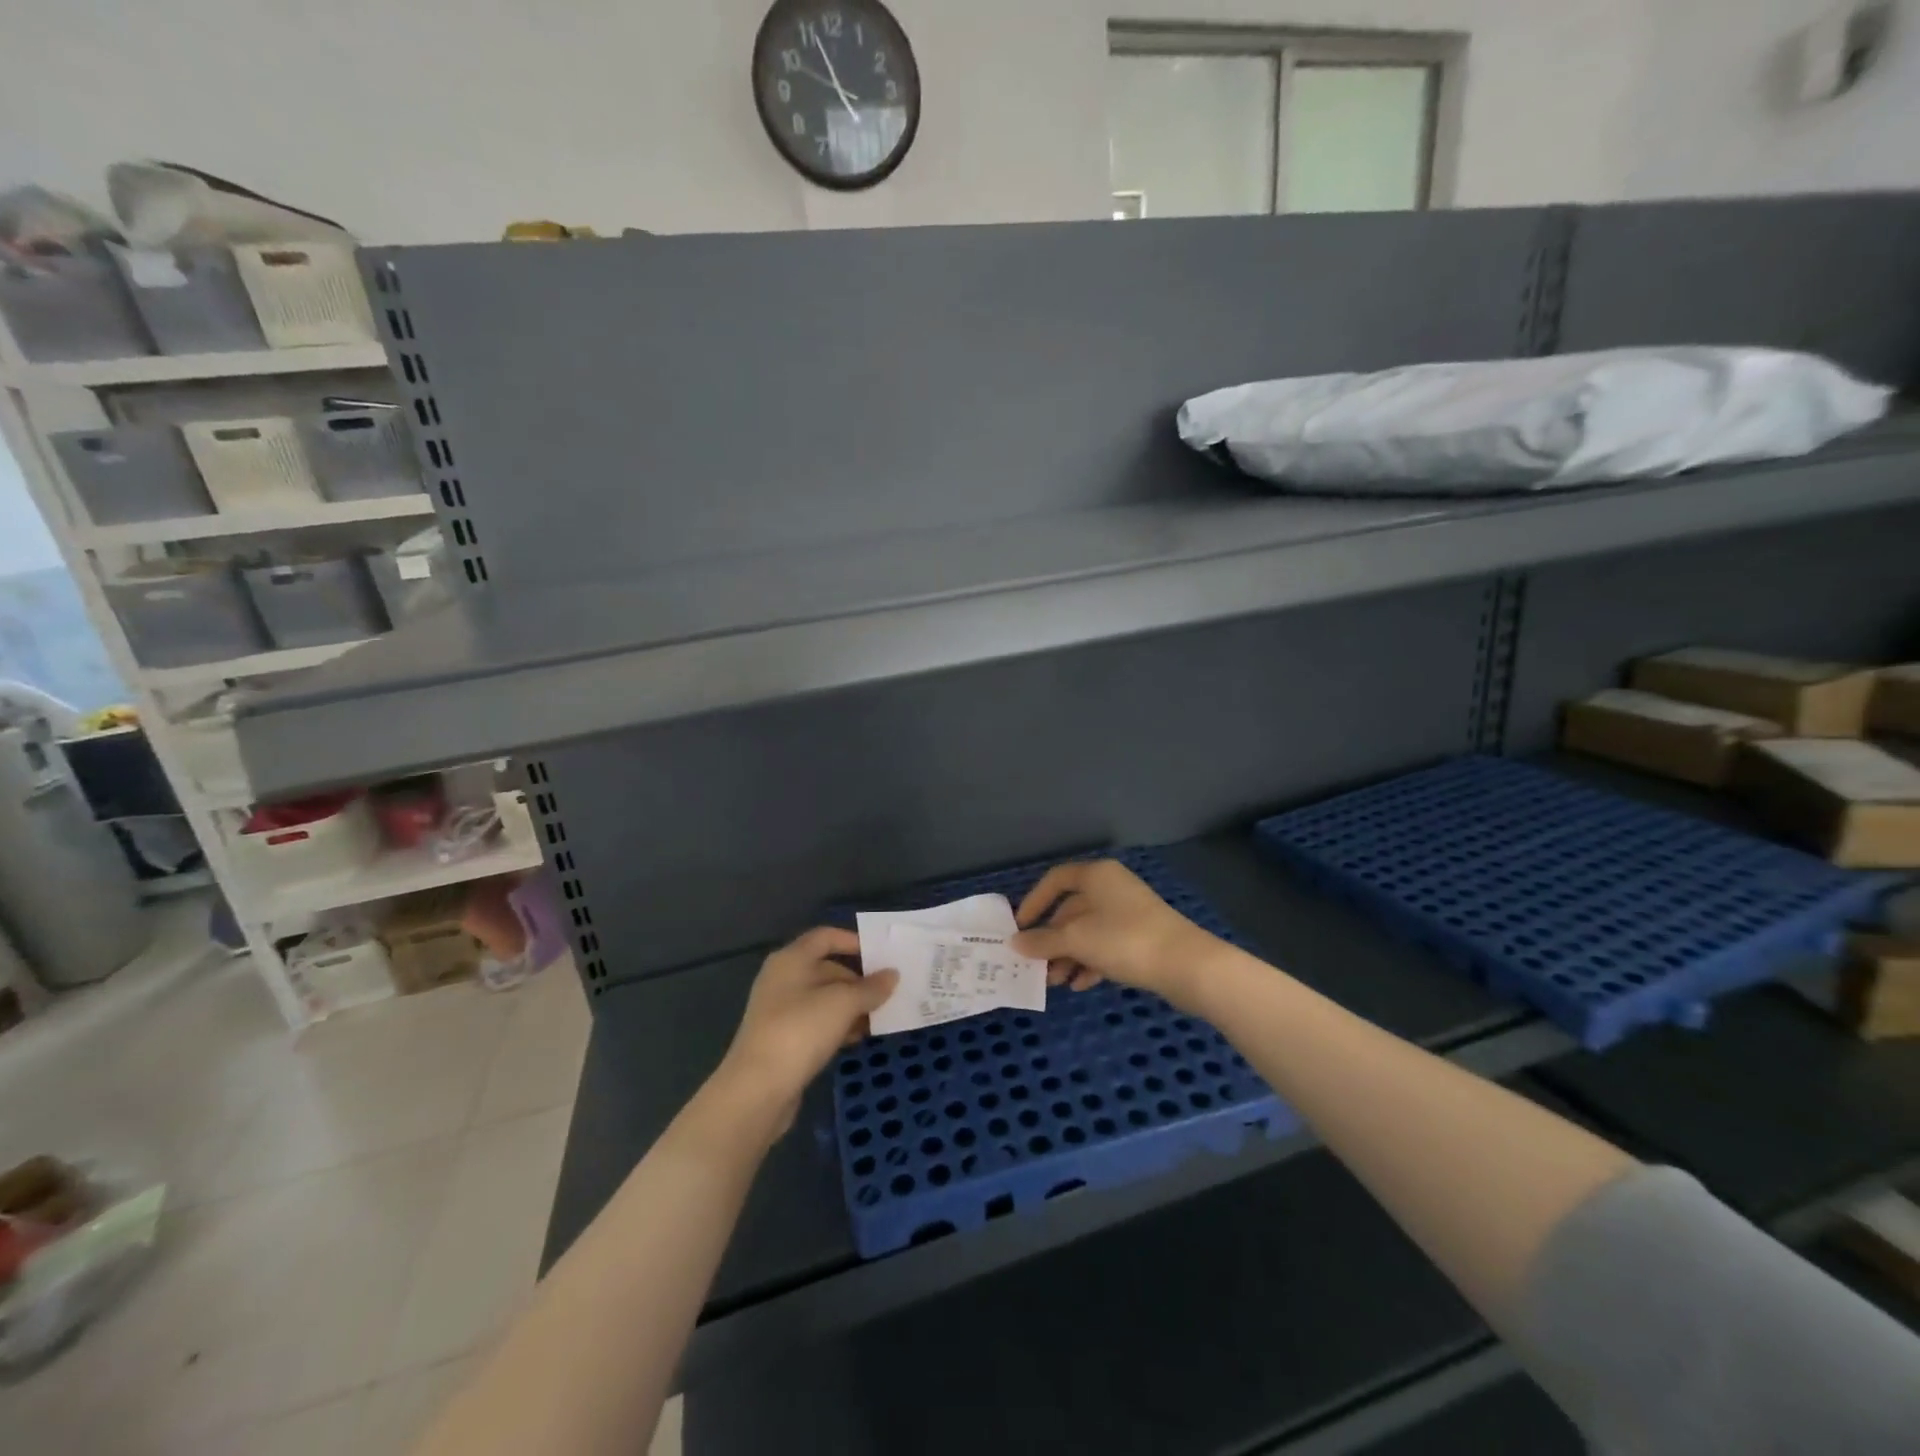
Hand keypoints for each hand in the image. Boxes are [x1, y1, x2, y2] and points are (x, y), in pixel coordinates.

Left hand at [717, 928, 897, 1129]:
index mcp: (791, 959)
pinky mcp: (783, 1039)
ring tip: (880, 1017)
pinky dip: (838, 1025)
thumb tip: (892, 975)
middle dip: (858, 979)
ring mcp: (781, 1011)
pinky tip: (858, 1037)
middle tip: (888, 992)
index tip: (881, 955)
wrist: (757, 1090)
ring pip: (824, 998)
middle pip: (826, 968)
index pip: (825, 937)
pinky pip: (817, 1022)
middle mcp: (783, 979)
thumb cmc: (800, 1030)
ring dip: (851, 1005)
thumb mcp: (843, 1004)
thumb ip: (870, 987)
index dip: (853, 941)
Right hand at [1012, 860, 1221, 1007]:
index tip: (1019, 928)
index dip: (1034, 902)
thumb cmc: (1124, 940)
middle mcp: (1111, 888)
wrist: (1186, 965)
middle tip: (1036, 966)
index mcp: (1096, 876)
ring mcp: (1128, 913)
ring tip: (1056, 982)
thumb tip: (1016, 943)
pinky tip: (1081, 984)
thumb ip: (1043, 941)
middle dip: (1051, 940)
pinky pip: (1106, 945)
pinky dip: (1090, 962)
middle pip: (1071, 910)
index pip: (1055, 880)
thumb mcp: (1077, 940)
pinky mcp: (1141, 937)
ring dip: (1068, 956)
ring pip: (1088, 931)